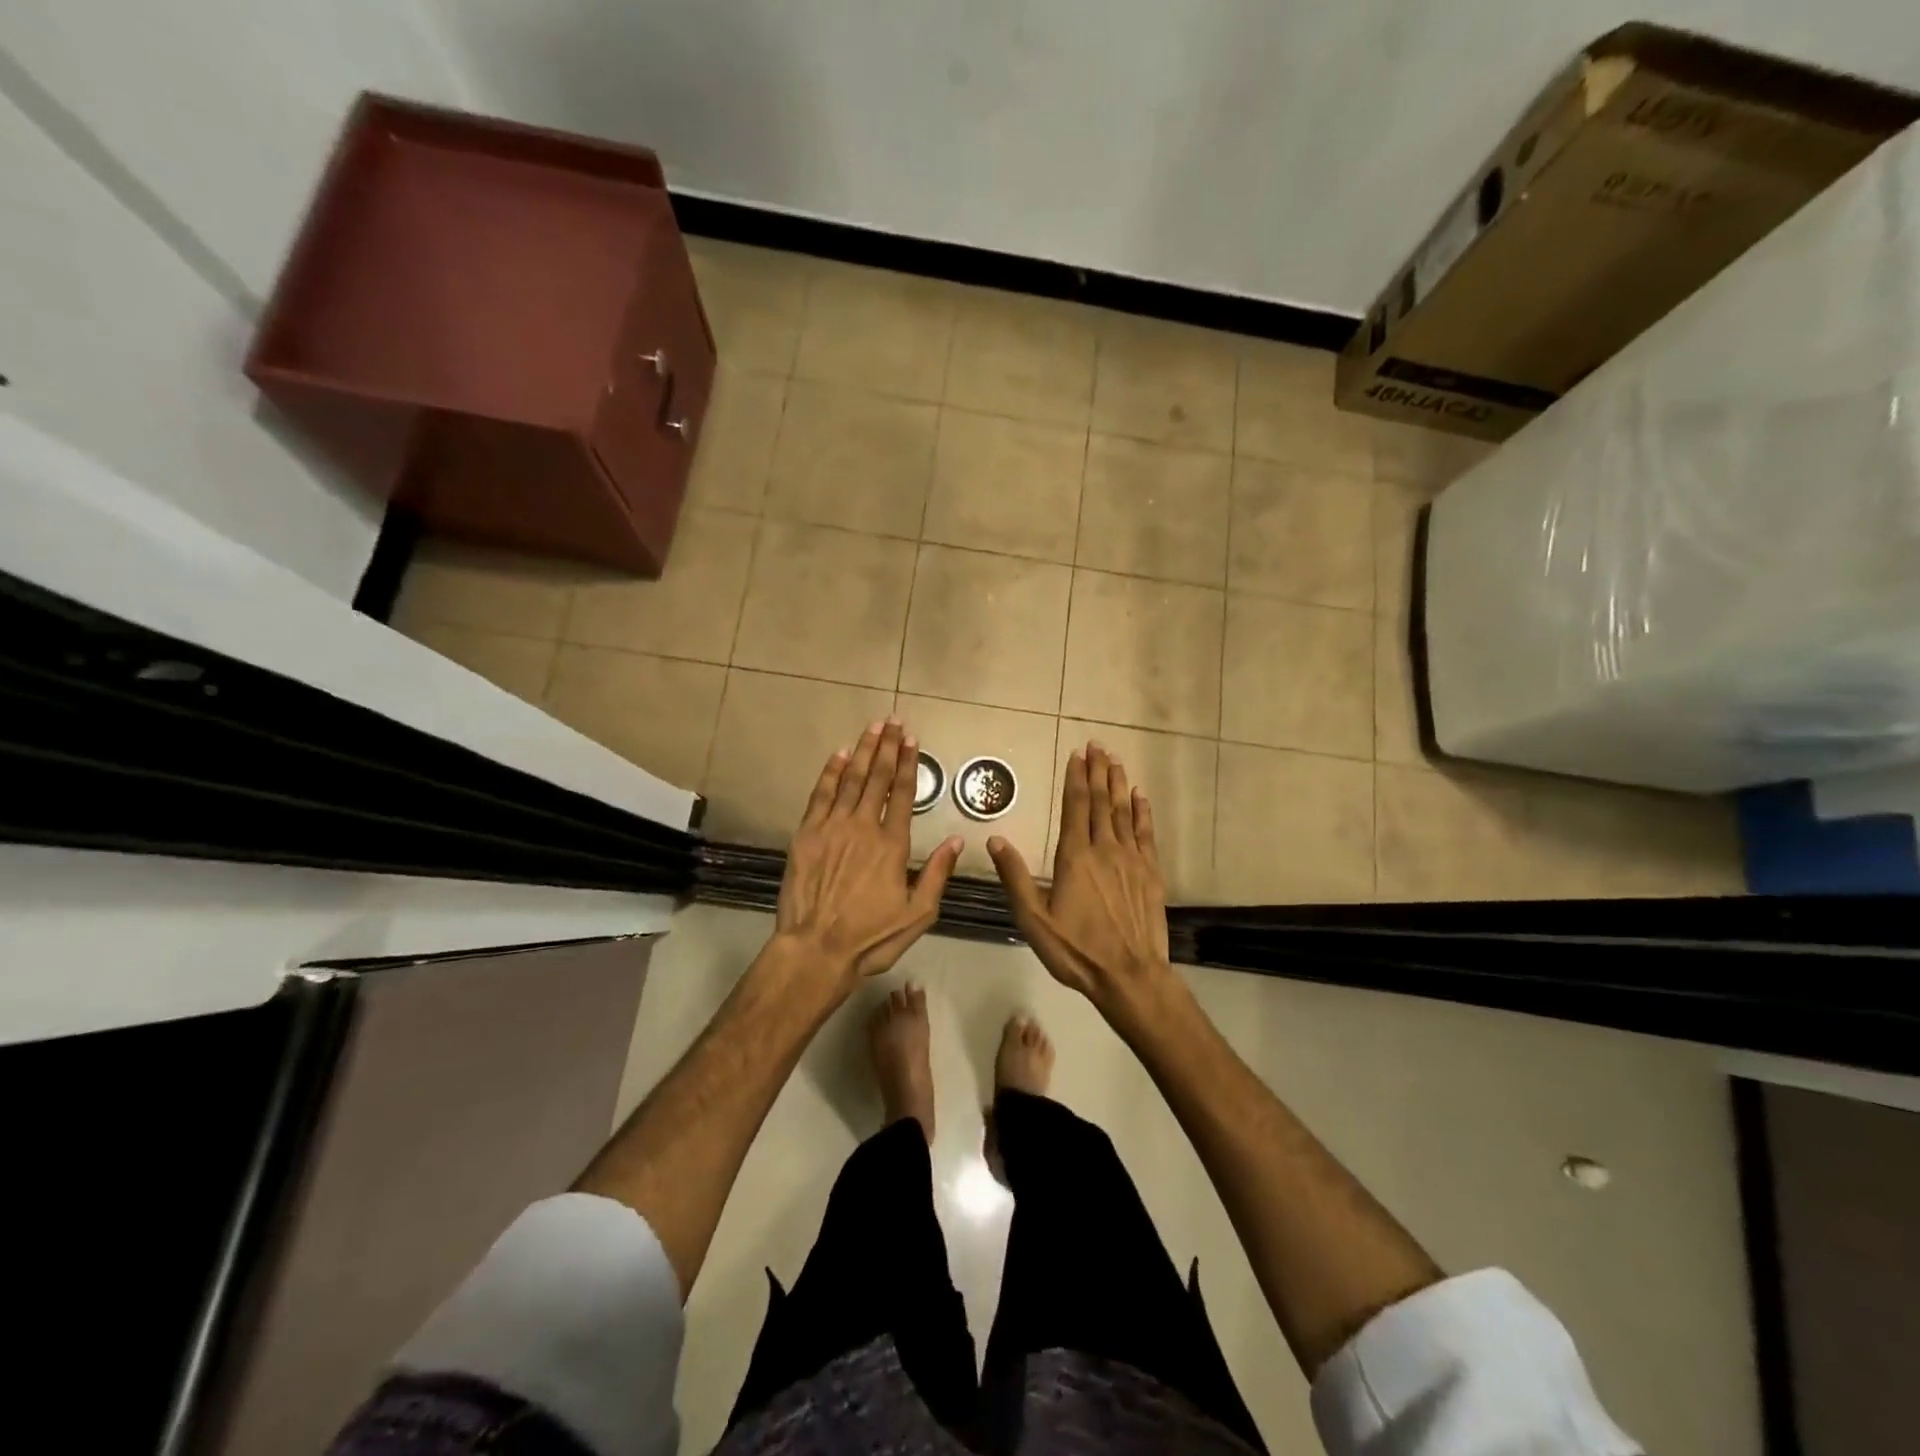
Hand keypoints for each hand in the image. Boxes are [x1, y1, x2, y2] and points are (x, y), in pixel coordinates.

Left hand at [776, 719, 962, 985]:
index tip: (911, 739)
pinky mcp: (806, 835)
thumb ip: (937, 874)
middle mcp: (864, 827)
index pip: (903, 793)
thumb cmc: (871, 937)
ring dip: (863, 751)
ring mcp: (832, 828)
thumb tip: (957, 840)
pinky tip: (839, 755)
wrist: (816, 950)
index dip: (908, 763)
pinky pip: (820, 795)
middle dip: (886, 747)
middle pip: (877, 778)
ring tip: (872, 728)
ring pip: (850, 780)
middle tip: (892, 721)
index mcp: (893, 845)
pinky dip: (831, 773)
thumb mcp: (918, 914)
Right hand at [987, 742, 1175, 1016]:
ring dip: (1118, 784)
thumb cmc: (1076, 950)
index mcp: (1075, 857)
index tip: (1077, 754)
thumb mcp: (1034, 919)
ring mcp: (1131, 860)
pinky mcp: (1150, 873)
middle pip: (1101, 802)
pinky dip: (1142, 811)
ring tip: (1115, 761)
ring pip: (1124, 812)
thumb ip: (1014, 877)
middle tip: (1098, 745)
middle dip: (1098, 771)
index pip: (1075, 807)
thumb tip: (994, 839)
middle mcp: (1105, 849)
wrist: (1129, 976)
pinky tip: (1140, 796)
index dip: (1076, 778)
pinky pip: (1145, 833)